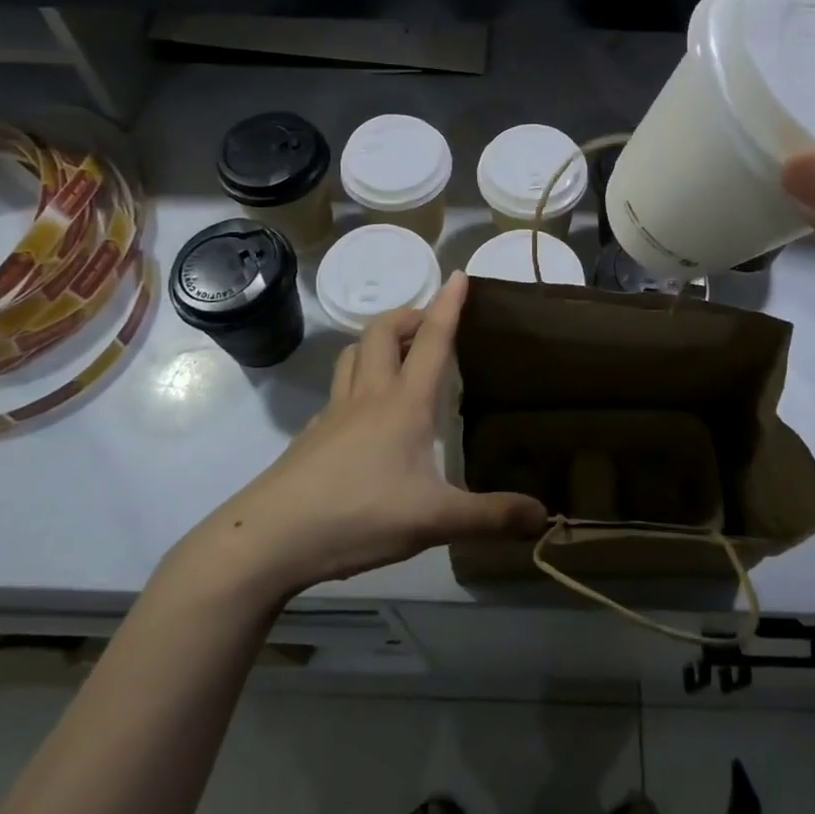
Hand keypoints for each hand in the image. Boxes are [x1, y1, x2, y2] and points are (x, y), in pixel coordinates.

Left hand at [166, 272, 546, 603]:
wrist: (269, 538)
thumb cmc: (358, 514)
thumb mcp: (434, 521)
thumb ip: (490, 517)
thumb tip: (545, 516)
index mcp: (404, 404)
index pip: (432, 341)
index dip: (448, 305)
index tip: (459, 275)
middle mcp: (368, 396)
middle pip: (383, 332)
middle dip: (408, 315)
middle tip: (429, 324)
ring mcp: (333, 413)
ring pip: (353, 354)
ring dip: (377, 340)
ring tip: (397, 353)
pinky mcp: (311, 436)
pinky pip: (336, 391)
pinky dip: (355, 381)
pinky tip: (362, 412)